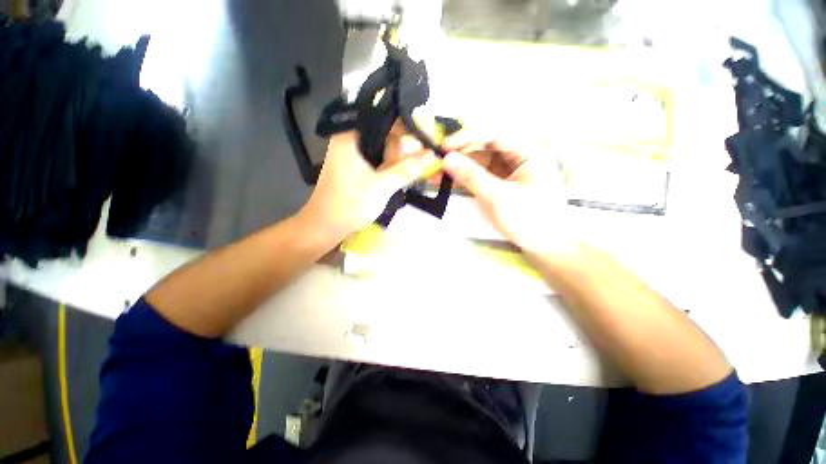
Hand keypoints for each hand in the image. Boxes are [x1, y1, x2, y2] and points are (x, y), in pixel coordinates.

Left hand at [298, 130, 436, 241]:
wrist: (325, 228)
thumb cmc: (351, 204)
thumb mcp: (383, 186)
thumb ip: (407, 169)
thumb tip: (432, 155)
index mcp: (351, 137)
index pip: (384, 122)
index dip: (407, 131)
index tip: (425, 143)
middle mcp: (349, 142)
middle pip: (383, 137)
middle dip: (401, 152)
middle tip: (412, 168)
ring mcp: (351, 157)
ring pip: (381, 152)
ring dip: (395, 164)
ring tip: (402, 177)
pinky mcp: (353, 170)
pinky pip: (375, 163)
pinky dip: (387, 170)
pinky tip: (394, 180)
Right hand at [442, 132, 573, 254]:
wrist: (546, 246)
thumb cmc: (529, 220)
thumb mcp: (497, 197)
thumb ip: (471, 176)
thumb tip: (447, 159)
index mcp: (527, 151)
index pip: (493, 134)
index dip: (467, 137)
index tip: (444, 146)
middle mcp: (519, 156)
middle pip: (486, 147)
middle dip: (461, 154)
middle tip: (438, 162)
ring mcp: (511, 171)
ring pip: (482, 161)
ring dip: (461, 166)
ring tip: (439, 174)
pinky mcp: (504, 184)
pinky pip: (483, 175)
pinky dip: (468, 177)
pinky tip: (452, 180)